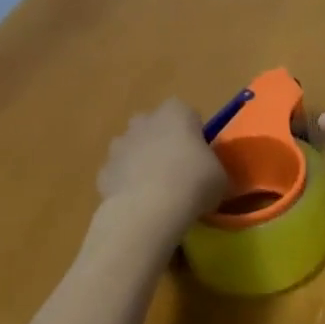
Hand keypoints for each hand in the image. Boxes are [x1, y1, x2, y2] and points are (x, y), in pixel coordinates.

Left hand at [93, 98, 227, 244]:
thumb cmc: (193, 183)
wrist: (147, 211)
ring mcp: (120, 145)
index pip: (187, 113)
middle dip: (162, 142)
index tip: (200, 155)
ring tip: (156, 192)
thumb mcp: (221, 177)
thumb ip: (213, 167)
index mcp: (177, 113)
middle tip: (177, 170)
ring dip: (141, 162)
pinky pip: (118, 174)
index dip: (194, 133)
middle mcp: (145, 121)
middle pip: (154, 125)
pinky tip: (138, 206)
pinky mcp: (103, 171)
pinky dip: (125, 185)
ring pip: (132, 148)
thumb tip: (209, 174)